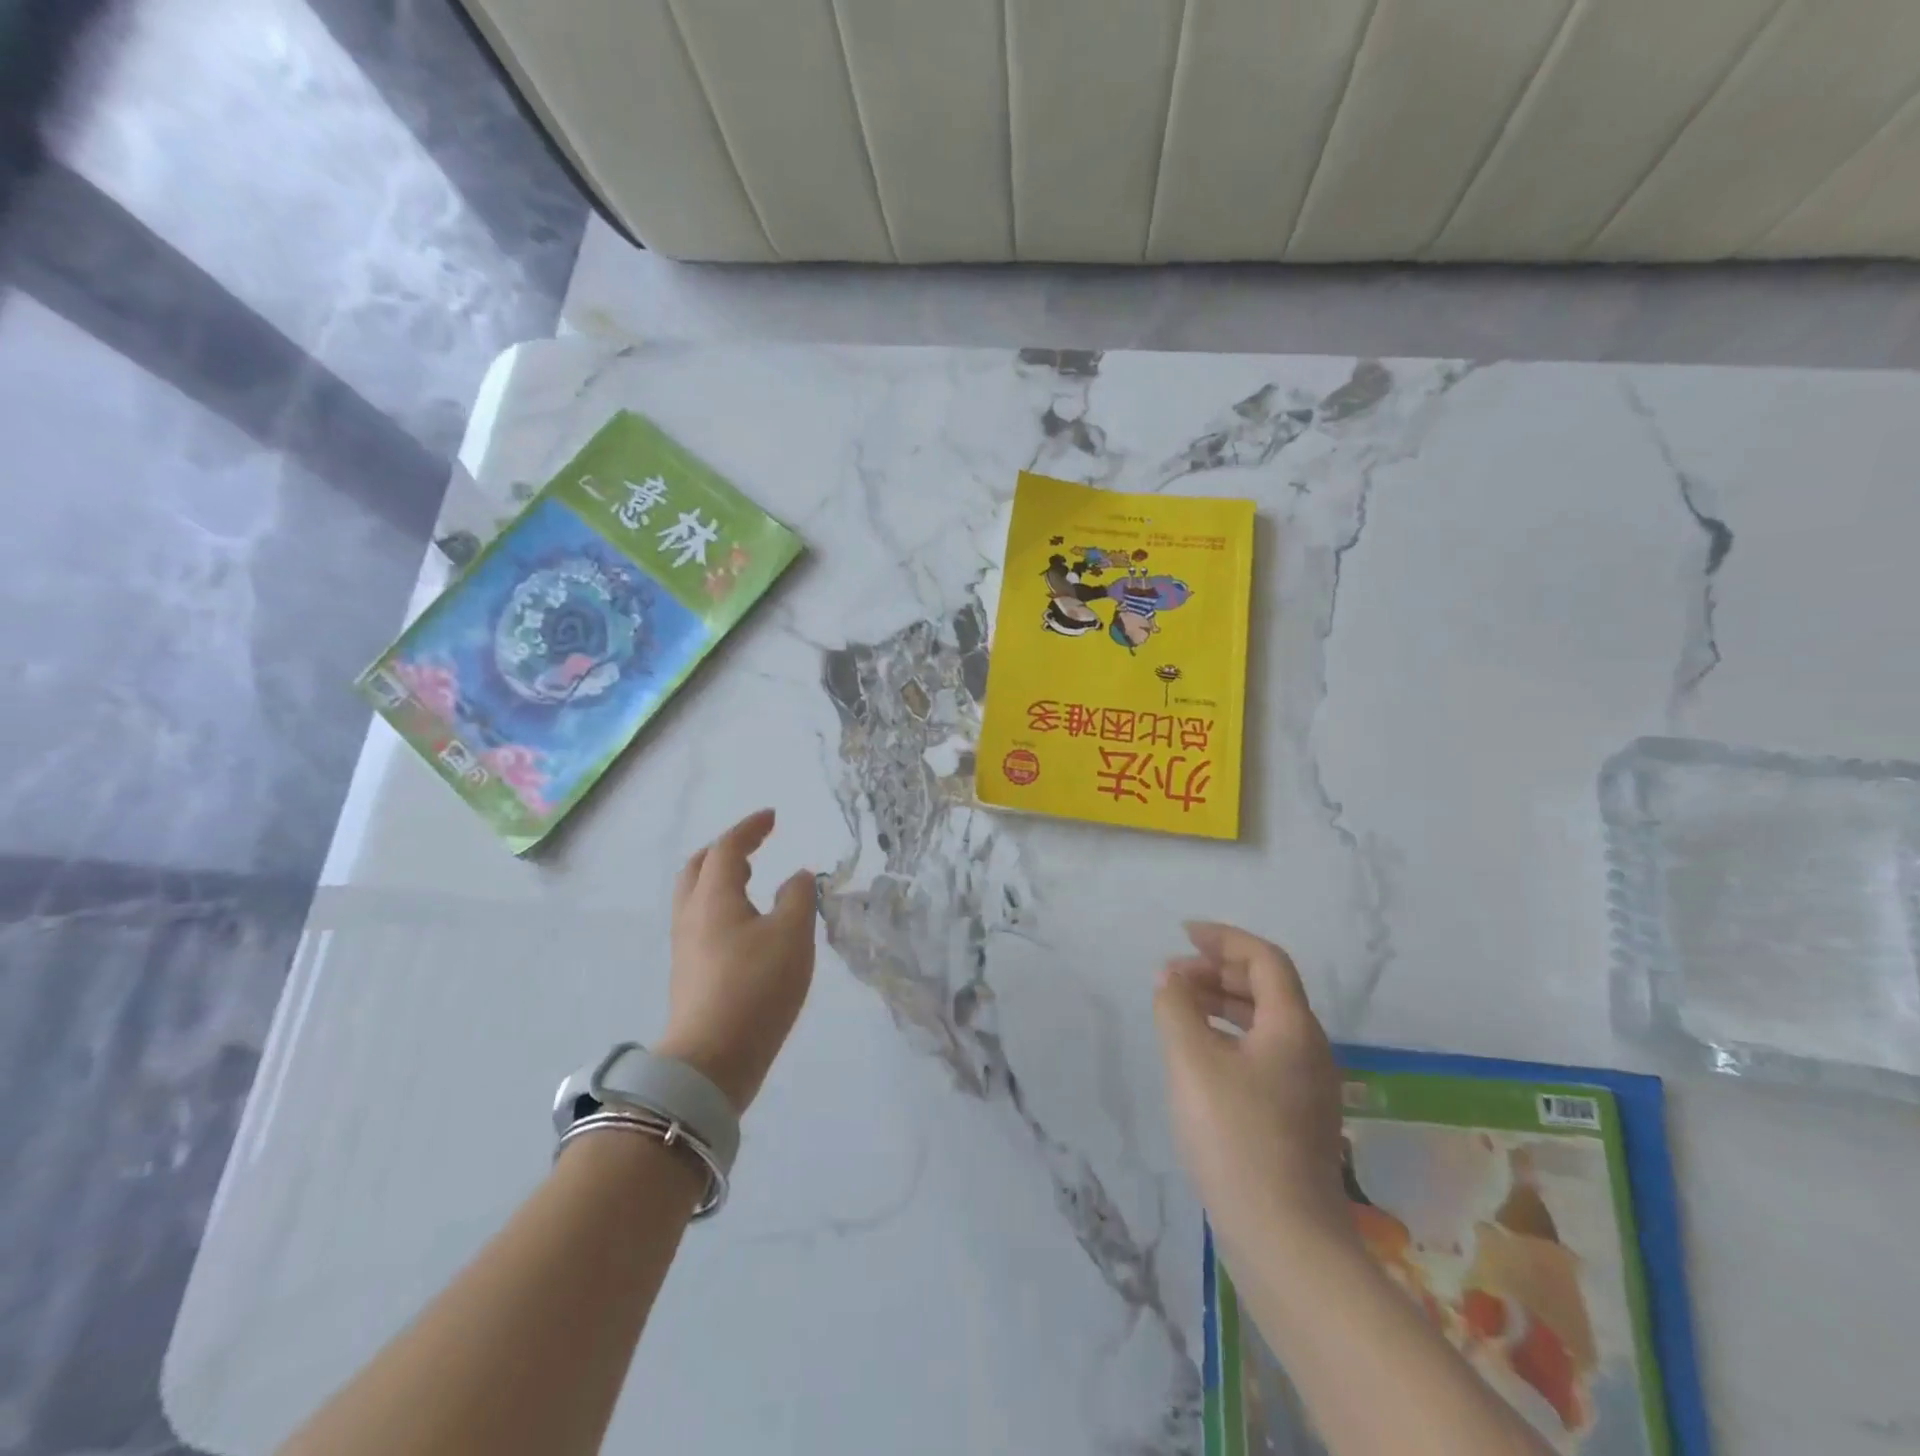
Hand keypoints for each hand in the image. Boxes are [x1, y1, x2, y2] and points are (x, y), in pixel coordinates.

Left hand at [657, 809, 817, 1112]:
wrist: (711, 1061)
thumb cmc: (755, 987)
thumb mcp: (792, 935)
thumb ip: (798, 898)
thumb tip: (796, 877)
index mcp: (713, 897)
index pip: (726, 848)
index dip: (749, 828)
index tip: (772, 817)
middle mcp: (691, 915)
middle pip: (698, 868)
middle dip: (725, 850)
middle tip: (753, 845)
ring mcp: (685, 946)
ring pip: (696, 896)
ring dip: (720, 878)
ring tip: (750, 880)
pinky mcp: (689, 973)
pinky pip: (701, 921)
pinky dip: (721, 905)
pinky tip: (746, 924)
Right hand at [1153, 923, 1351, 1250]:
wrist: (1284, 1239)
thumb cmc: (1235, 1136)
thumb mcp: (1191, 1061)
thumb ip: (1176, 1008)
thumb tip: (1171, 978)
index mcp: (1293, 1026)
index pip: (1264, 959)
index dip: (1224, 938)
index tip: (1183, 934)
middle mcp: (1310, 1049)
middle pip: (1267, 988)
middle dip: (1218, 971)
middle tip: (1172, 975)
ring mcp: (1308, 1086)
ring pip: (1265, 1023)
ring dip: (1222, 1003)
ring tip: (1178, 1009)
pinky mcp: (1297, 1117)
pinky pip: (1263, 1053)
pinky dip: (1229, 1036)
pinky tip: (1200, 1056)